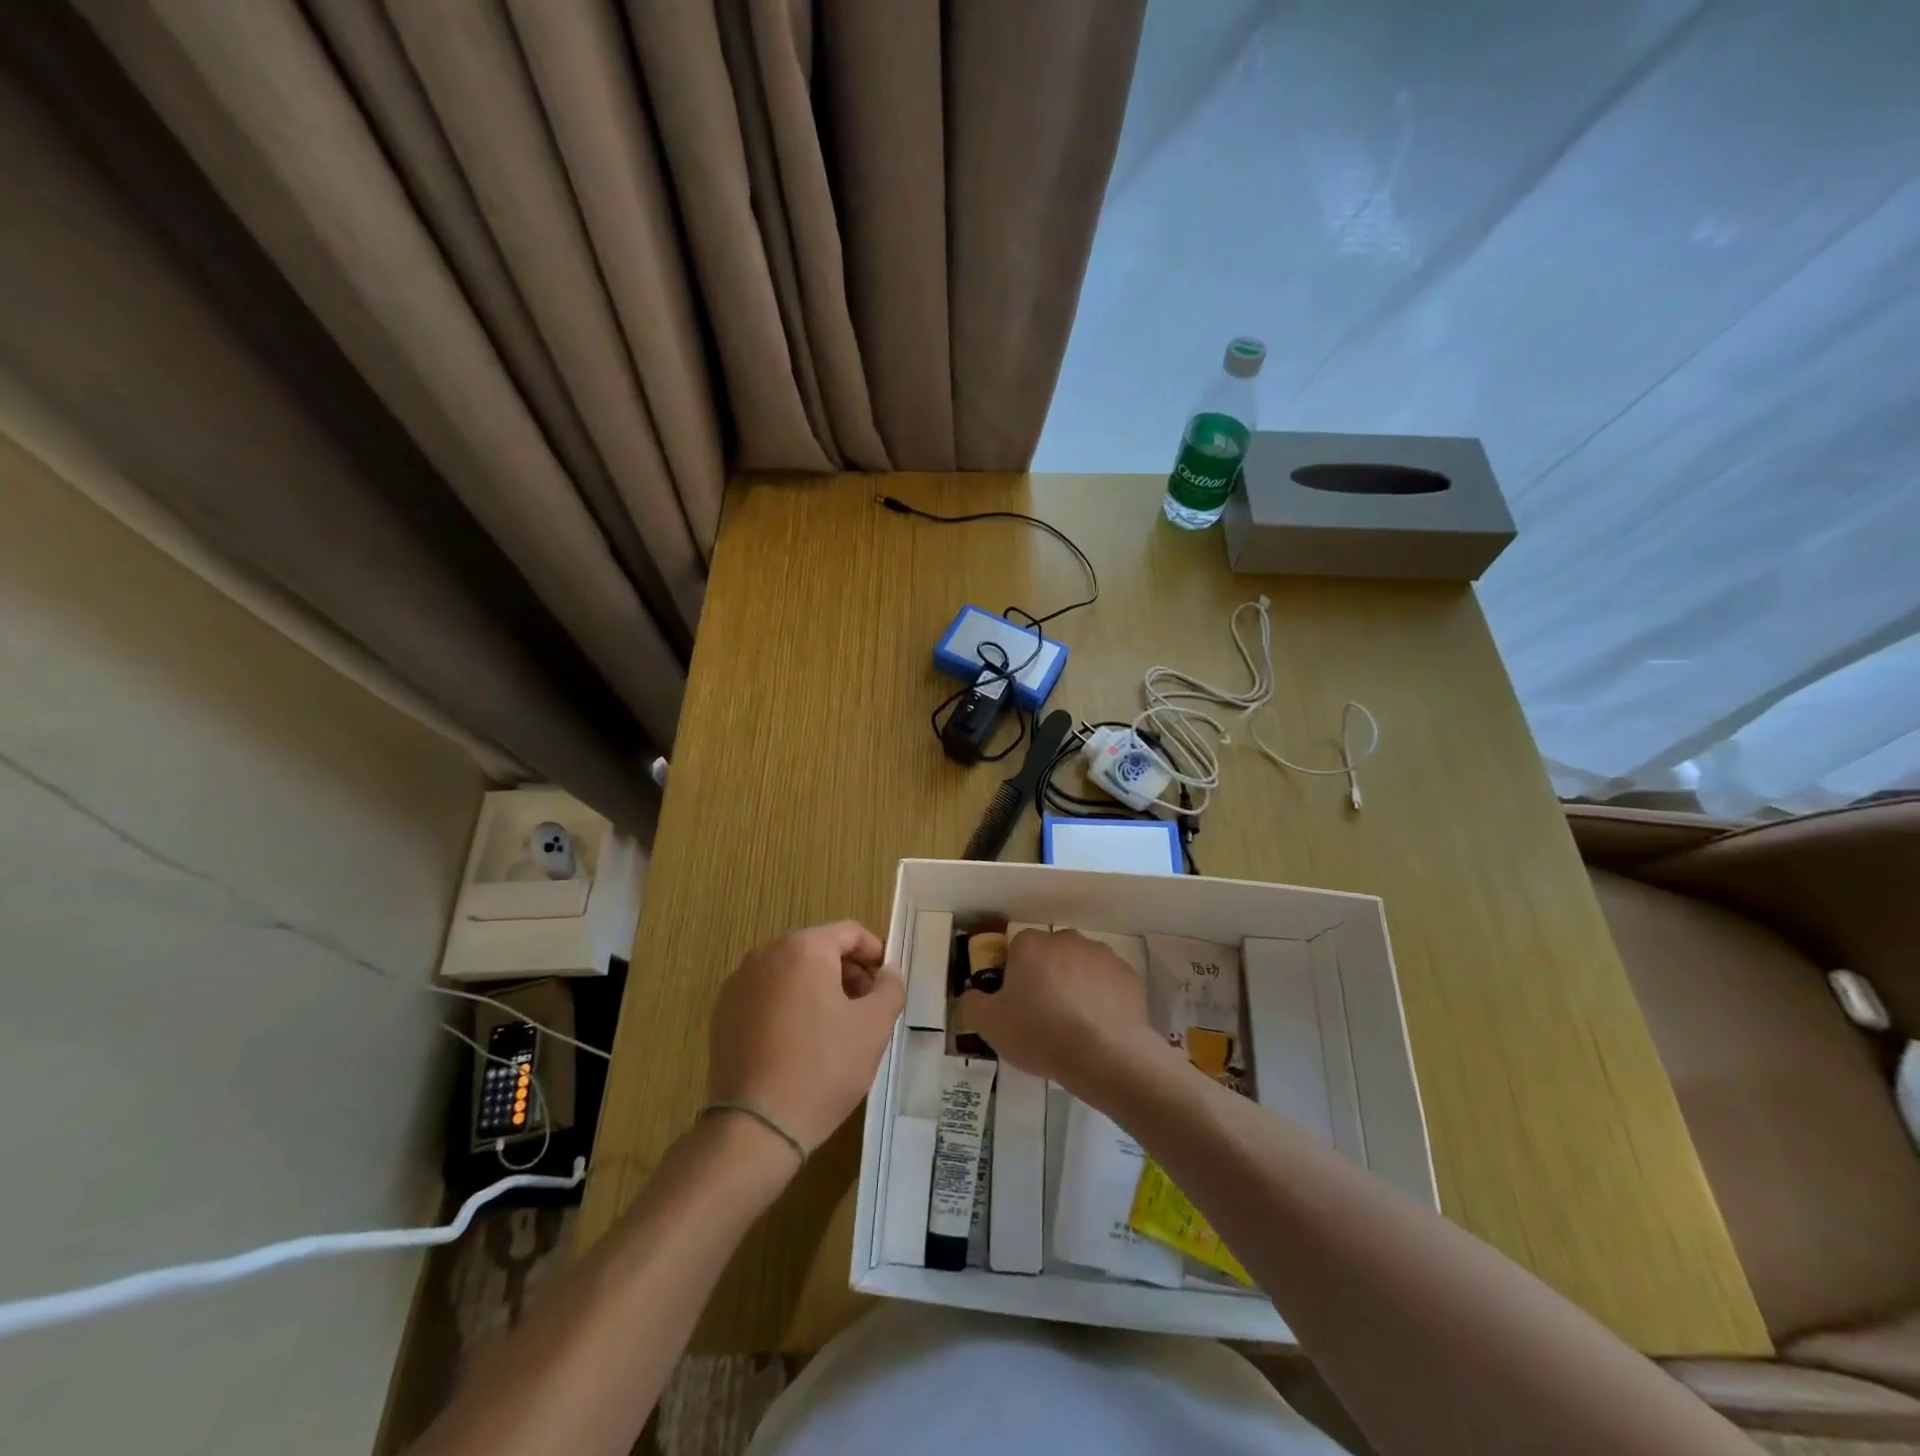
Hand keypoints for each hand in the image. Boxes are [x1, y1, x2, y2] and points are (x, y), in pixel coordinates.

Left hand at [706, 921, 905, 1155]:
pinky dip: (788, 1006)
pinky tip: (800, 1042)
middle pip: (817, 949)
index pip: (849, 932)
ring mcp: (738, 984)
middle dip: (846, 972)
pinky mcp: (723, 1014)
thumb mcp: (874, 1026)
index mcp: (803, 948)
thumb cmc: (823, 1067)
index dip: (875, 952)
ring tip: (836, 1027)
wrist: (755, 1126)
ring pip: (790, 972)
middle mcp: (765, 954)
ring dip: (818, 988)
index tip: (887, 981)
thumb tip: (888, 973)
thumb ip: (890, 988)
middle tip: (866, 1007)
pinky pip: (766, 995)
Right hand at [958, 929, 1174, 1100]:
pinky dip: (1103, 998)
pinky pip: (1108, 983)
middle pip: (1051, 954)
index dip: (1016, 975)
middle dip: (1048, 976)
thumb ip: (972, 1003)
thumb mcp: (990, 1025)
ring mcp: (1102, 955)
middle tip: (1044, 1015)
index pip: (1018, 950)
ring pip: (1082, 966)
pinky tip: (1100, 1027)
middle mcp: (1067, 939)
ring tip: (1075, 1025)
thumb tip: (971, 995)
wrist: (1105, 1055)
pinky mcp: (1129, 975)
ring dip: (1077, 985)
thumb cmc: (1040, 1033)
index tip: (1018, 1003)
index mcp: (1031, 945)